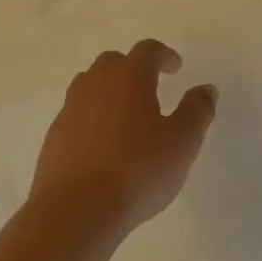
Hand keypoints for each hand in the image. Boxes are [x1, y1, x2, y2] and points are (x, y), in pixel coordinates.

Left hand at [27, 40, 217, 244]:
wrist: (76, 209)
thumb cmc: (138, 170)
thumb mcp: (182, 142)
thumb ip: (197, 111)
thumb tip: (206, 89)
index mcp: (129, 77)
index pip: (147, 51)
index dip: (164, 55)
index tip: (175, 67)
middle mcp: (95, 84)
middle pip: (113, 63)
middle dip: (133, 69)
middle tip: (151, 88)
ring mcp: (70, 109)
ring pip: (91, 86)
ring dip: (109, 92)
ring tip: (126, 116)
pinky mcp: (55, 136)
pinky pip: (77, 114)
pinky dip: (92, 119)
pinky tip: (104, 145)